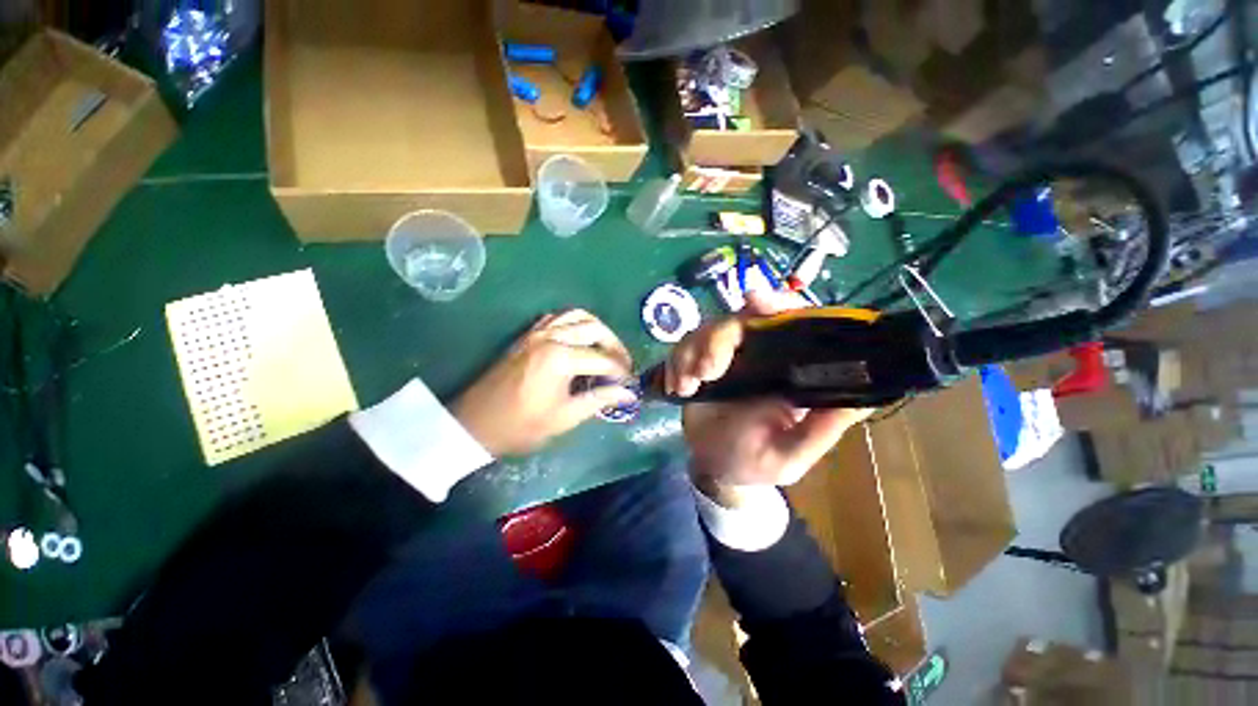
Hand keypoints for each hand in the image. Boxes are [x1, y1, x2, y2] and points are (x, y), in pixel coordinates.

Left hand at [453, 310, 635, 457]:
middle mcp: (552, 337)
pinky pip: (558, 317)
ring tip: (606, 348)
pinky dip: (575, 323)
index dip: (621, 372)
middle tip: (623, 364)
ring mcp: (538, 332)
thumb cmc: (521, 425)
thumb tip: (628, 394)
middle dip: (615, 345)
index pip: (603, 359)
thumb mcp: (564, 417)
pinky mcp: (528, 335)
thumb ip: (599, 400)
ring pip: (577, 316)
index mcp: (561, 359)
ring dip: (597, 329)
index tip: (630, 384)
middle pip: (595, 329)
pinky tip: (579, 339)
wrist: (476, 423)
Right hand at [667, 291, 872, 491]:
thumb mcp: (789, 455)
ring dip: (691, 354)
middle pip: (738, 321)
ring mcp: (724, 358)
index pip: (788, 322)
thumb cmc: (754, 462)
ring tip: (687, 387)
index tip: (754, 301)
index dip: (775, 304)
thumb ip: (819, 430)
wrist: (713, 468)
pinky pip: (682, 348)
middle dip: (717, 340)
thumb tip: (866, 396)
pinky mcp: (697, 364)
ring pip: (705, 331)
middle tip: (706, 371)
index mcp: (786, 369)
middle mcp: (756, 355)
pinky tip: (677, 388)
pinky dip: (675, 363)